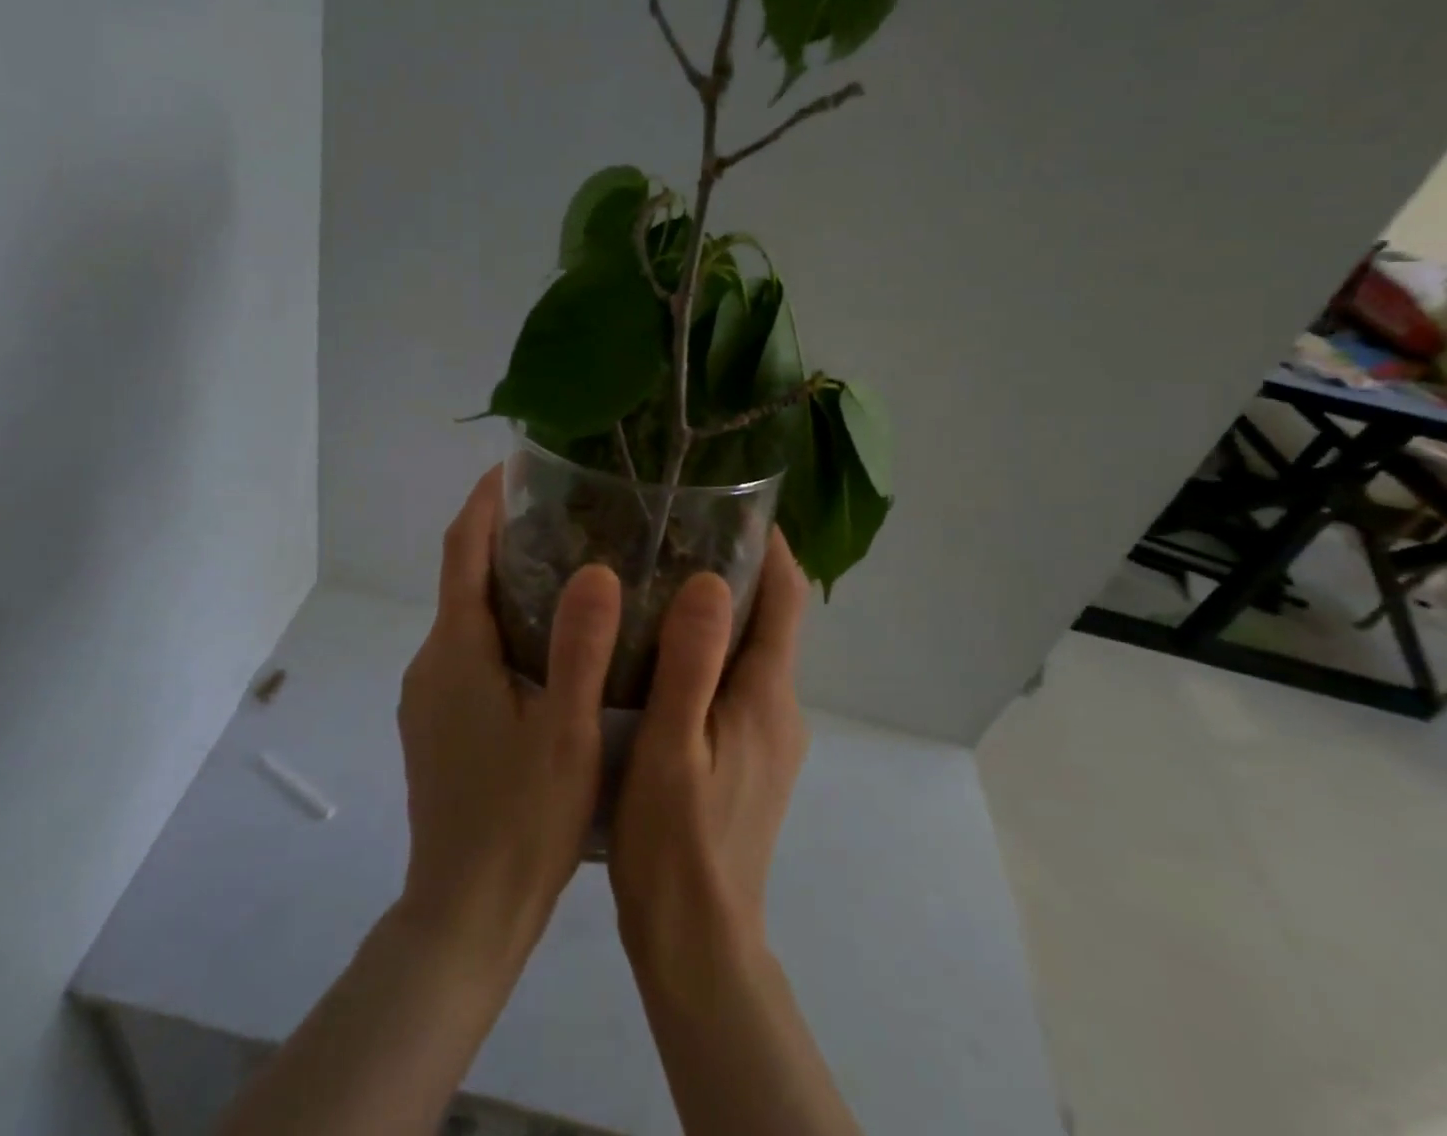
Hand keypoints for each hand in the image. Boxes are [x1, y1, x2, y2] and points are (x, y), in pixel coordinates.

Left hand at [396, 466, 621, 968]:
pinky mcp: (437, 723)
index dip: (486, 500)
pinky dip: (504, 625)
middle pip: (464, 577)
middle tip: (570, 515)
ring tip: (572, 568)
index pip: (462, 549)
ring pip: (468, 617)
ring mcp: (429, 696)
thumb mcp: (565, 732)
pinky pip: (469, 650)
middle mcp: (432, 662)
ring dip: (507, 583)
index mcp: (456, 650)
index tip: (518, 465)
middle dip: (506, 536)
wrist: (463, 916)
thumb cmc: (519, 821)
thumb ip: (580, 648)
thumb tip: (596, 568)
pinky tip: (551, 643)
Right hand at [609, 530, 809, 969]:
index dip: (769, 546)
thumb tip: (713, 579)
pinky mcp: (750, 758)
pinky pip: (737, 681)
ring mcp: (768, 736)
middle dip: (737, 569)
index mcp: (766, 695)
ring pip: (752, 651)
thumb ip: (692, 662)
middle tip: (674, 534)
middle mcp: (780, 708)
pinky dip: (710, 650)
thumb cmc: (675, 841)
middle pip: (771, 618)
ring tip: (660, 579)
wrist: (698, 943)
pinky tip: (659, 651)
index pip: (786, 598)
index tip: (731, 504)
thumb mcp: (672, 745)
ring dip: (721, 610)